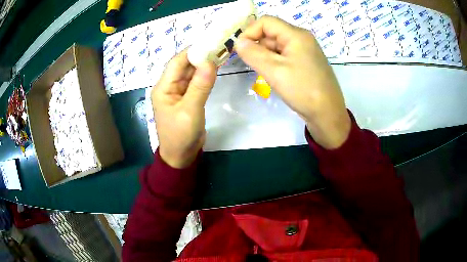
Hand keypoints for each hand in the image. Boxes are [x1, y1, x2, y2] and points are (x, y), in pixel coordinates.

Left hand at [151, 50, 216, 167]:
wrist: (181, 156)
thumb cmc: (181, 135)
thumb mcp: (190, 110)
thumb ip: (199, 86)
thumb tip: (210, 62)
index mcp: (163, 88)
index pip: (177, 62)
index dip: (192, 51)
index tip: (210, 43)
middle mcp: (169, 87)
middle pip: (183, 66)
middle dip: (200, 56)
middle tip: (219, 46)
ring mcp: (178, 93)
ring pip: (190, 74)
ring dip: (203, 65)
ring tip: (220, 54)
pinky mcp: (187, 99)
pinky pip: (195, 83)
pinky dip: (204, 76)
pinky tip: (215, 69)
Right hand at [235, 16, 350, 148]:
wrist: (328, 114)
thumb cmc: (303, 90)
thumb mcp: (275, 71)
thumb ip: (253, 54)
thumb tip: (238, 42)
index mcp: (296, 35)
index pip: (266, 22)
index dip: (250, 32)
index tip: (240, 50)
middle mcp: (301, 39)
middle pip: (271, 33)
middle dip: (258, 46)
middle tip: (252, 65)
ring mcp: (304, 51)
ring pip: (277, 46)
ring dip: (265, 56)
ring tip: (265, 74)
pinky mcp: (305, 63)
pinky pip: (284, 56)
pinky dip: (274, 63)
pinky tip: (274, 76)